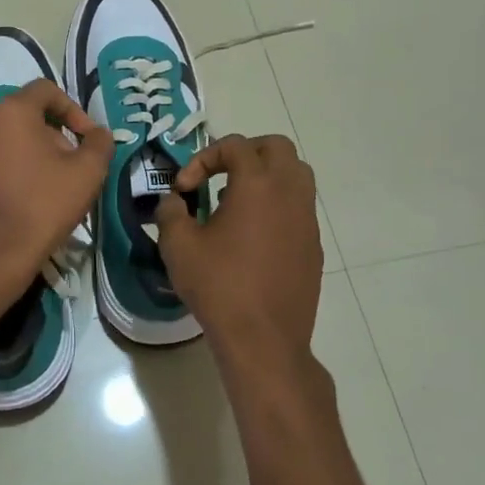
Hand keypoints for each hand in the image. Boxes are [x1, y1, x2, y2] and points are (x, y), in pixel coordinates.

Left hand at [0, 79, 112, 308]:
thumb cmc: (41, 208)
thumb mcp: (87, 174)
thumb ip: (99, 143)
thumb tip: (99, 133)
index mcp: (10, 112)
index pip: (45, 90)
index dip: (72, 109)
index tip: (85, 137)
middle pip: (21, 116)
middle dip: (48, 134)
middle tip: (66, 166)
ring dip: (21, 154)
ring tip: (40, 186)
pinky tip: (11, 203)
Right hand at [155, 134, 322, 379]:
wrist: (264, 340)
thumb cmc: (219, 286)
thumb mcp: (179, 246)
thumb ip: (170, 212)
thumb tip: (173, 201)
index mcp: (257, 184)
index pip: (235, 145)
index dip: (204, 158)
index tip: (185, 188)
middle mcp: (289, 192)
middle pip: (277, 147)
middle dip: (246, 153)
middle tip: (220, 175)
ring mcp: (307, 219)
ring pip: (296, 174)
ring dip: (266, 176)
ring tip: (237, 203)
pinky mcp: (314, 245)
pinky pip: (299, 208)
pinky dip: (278, 206)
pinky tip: (254, 237)